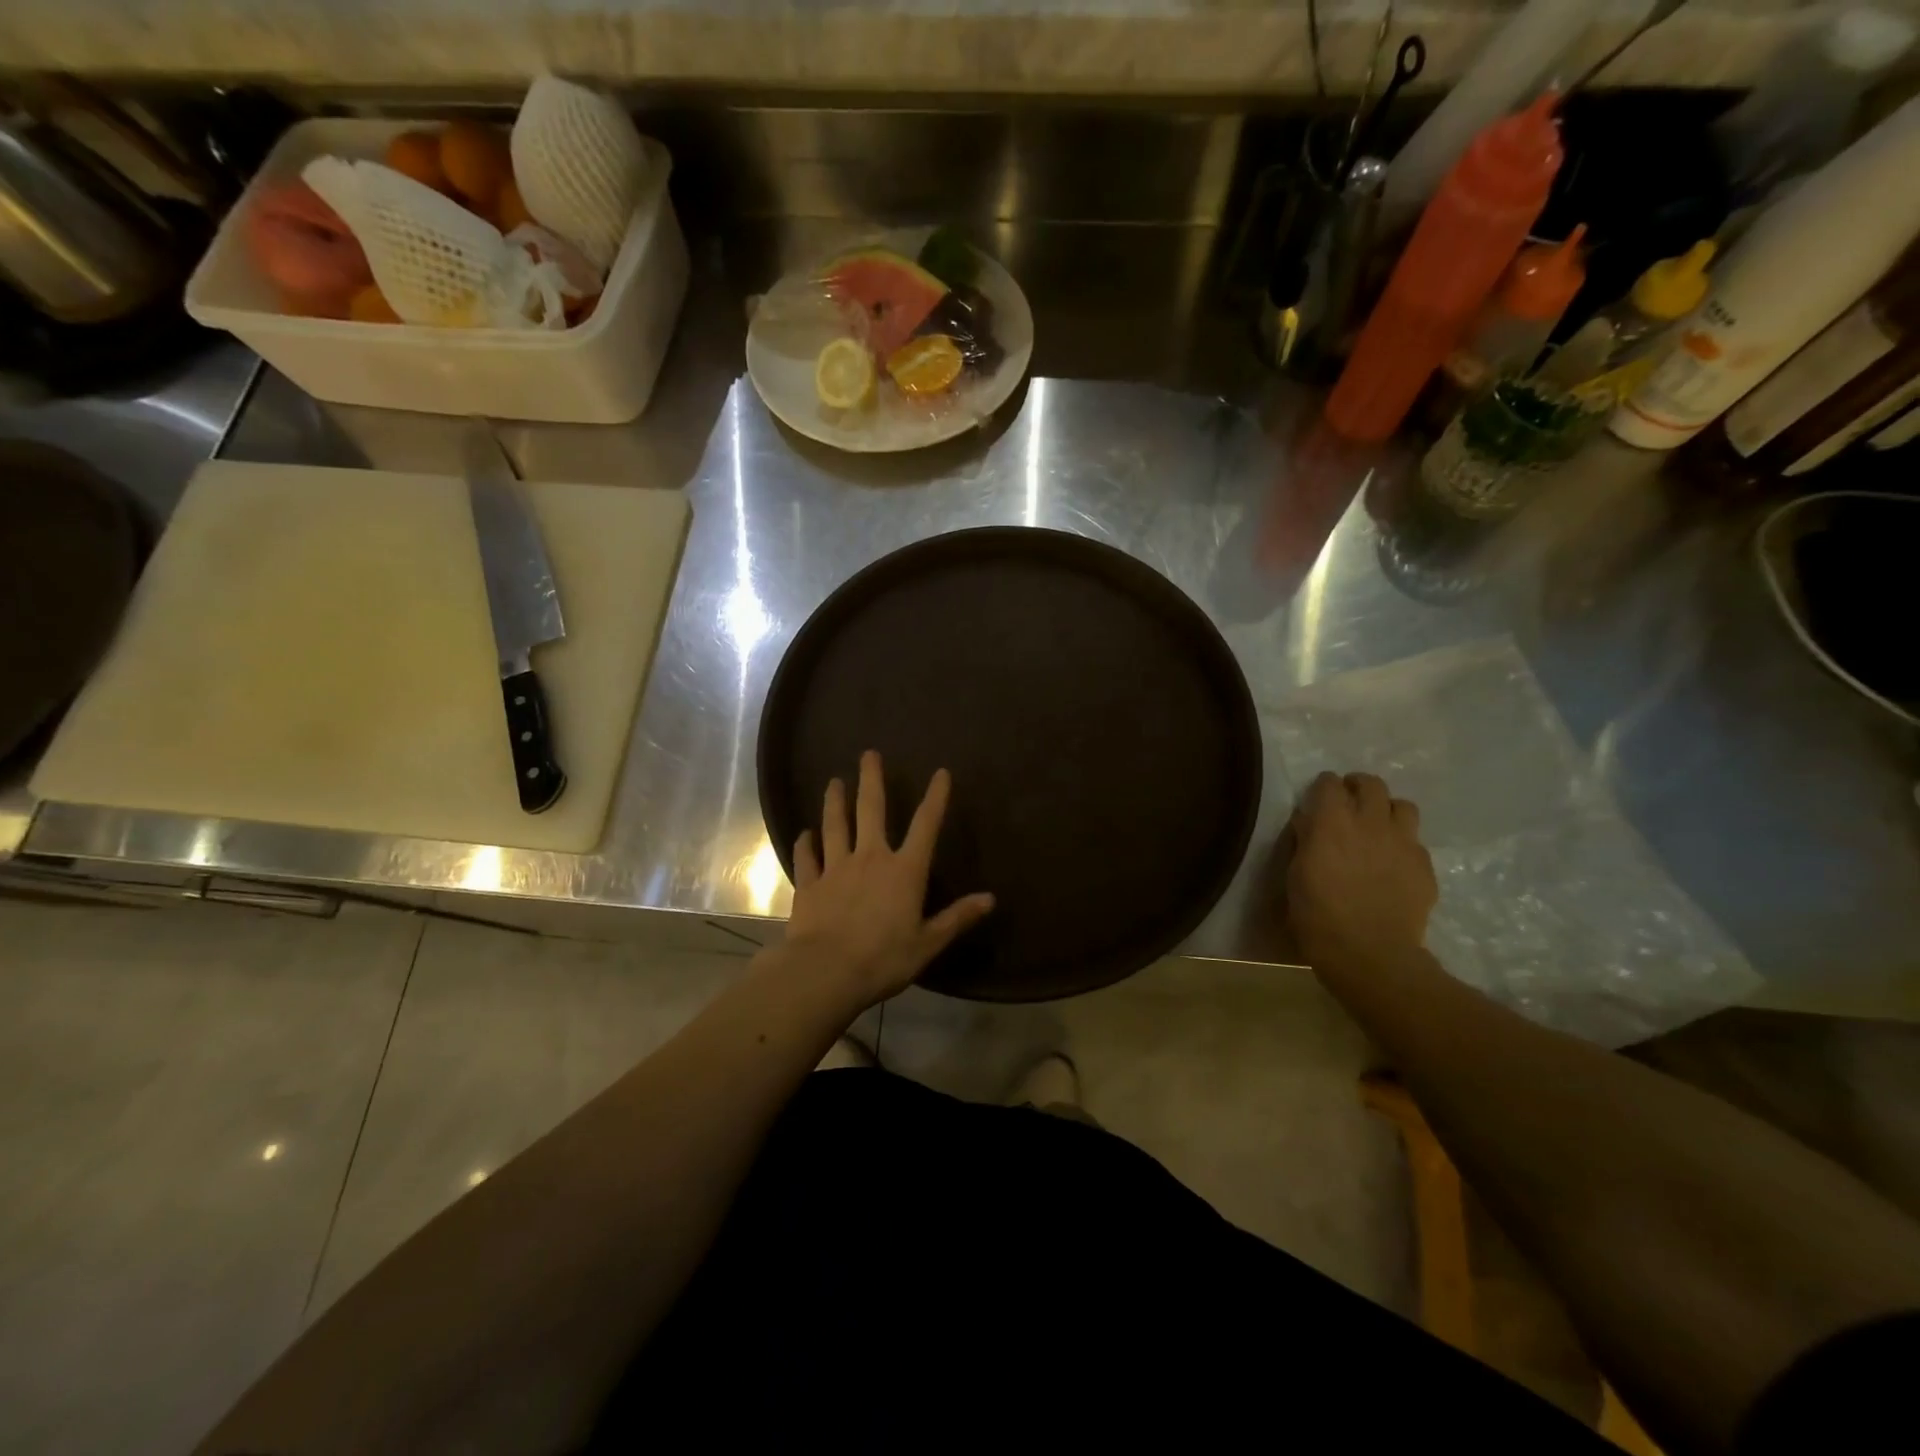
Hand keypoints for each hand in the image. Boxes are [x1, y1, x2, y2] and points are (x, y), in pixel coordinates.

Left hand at [781, 751, 994, 1011]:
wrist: (825, 972)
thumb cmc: (884, 958)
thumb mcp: (928, 942)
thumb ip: (957, 918)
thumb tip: (990, 899)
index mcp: (904, 870)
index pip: (925, 825)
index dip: (936, 798)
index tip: (941, 773)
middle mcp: (870, 858)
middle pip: (871, 810)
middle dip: (872, 780)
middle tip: (868, 754)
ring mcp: (836, 868)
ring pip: (835, 825)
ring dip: (835, 802)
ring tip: (834, 782)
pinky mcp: (810, 884)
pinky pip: (807, 857)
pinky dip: (806, 843)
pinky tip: (804, 833)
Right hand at [1285, 771, 1436, 967]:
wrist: (1370, 953)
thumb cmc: (1317, 915)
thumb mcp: (1295, 875)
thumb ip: (1304, 841)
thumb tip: (1308, 822)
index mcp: (1332, 823)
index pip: (1329, 783)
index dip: (1323, 786)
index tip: (1318, 796)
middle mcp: (1371, 823)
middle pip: (1372, 784)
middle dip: (1358, 787)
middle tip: (1349, 802)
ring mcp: (1403, 843)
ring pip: (1403, 806)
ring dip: (1388, 810)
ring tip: (1378, 826)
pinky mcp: (1424, 866)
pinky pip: (1416, 841)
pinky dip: (1403, 843)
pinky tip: (1393, 862)